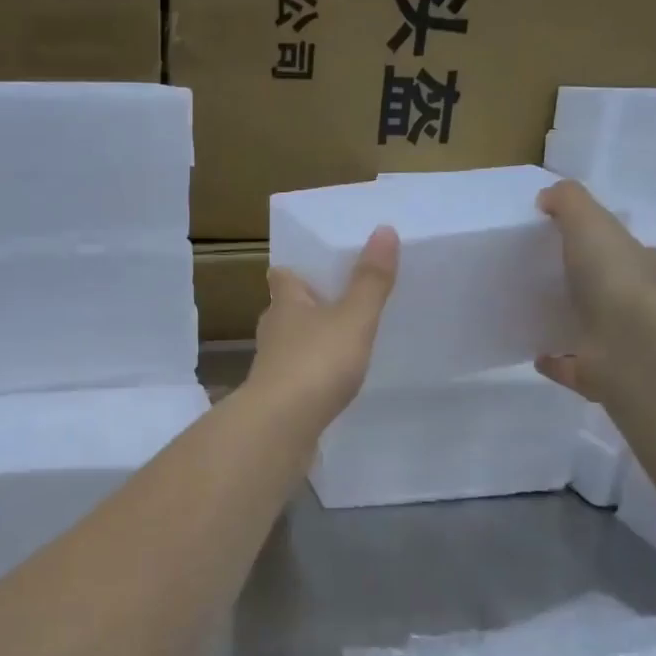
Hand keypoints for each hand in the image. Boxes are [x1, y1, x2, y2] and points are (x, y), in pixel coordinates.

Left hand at [246, 226, 398, 431]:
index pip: (281, 276)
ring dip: (308, 341)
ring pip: (289, 344)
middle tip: (335, 303)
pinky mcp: (277, 398)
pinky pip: (296, 377)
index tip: (312, 267)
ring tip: (338, 342)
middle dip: (305, 306)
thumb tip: (384, 229)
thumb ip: (370, 280)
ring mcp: (271, 367)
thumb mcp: (353, 318)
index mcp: (285, 304)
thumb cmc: (316, 362)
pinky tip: (329, 383)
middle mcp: (272, 331)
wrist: (282, 425)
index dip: (294, 269)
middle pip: (285, 310)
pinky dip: (310, 375)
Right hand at [534, 180, 655, 401]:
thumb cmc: (613, 277)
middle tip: (559, 283)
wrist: (627, 343)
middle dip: (595, 288)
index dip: (615, 248)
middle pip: (616, 293)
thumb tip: (548, 195)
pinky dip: (555, 362)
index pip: (635, 254)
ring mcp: (619, 344)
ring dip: (573, 324)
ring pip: (594, 330)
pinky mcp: (597, 375)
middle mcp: (637, 307)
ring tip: (539, 317)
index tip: (588, 246)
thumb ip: (569, 203)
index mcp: (642, 270)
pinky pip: (571, 367)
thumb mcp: (590, 223)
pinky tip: (536, 355)